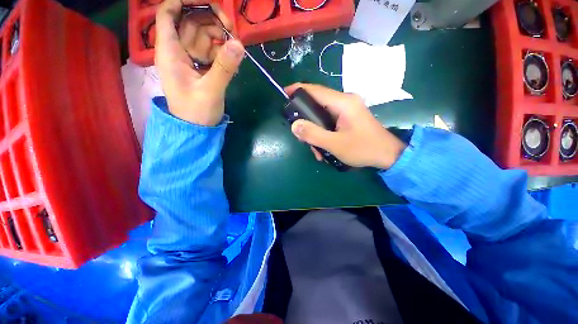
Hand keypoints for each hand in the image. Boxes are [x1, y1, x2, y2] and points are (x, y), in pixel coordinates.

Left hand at [155, 0, 244, 125]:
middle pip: (190, 21)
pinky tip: (231, 60)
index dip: (184, 1)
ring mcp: (189, 59)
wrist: (196, 129)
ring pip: (202, 35)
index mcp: (170, 52)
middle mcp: (177, 50)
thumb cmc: (196, 113)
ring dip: (219, 37)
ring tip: (234, 50)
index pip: (168, 13)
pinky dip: (221, 51)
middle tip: (232, 32)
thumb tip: (239, 44)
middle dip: (211, 20)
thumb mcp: (211, 91)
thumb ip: (224, 68)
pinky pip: (209, 50)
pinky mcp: (199, 67)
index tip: (208, 2)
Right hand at [286, 83, 406, 168]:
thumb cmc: (363, 149)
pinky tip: (324, 149)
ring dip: (315, 132)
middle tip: (301, 136)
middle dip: (307, 121)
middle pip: (317, 104)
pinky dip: (323, 134)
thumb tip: (295, 126)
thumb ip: (313, 134)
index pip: (316, 90)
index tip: (284, 93)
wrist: (388, 155)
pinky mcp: (348, 118)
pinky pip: (329, 122)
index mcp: (343, 103)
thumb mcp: (335, 144)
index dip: (298, 90)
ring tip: (316, 150)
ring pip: (322, 116)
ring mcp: (347, 110)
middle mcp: (345, 101)